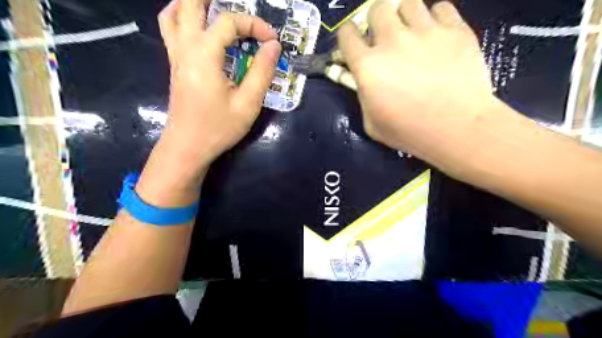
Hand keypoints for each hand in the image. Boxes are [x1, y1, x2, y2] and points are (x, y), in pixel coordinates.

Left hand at [159, 0, 283, 166]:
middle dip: (213, 0)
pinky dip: (181, 16)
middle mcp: (185, 47)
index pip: (229, 22)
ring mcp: (176, 56)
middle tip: (238, 6)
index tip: (272, 41)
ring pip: (173, 13)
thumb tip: (273, 46)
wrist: (187, 147)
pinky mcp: (175, 66)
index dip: (254, 24)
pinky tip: (197, 25)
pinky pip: (170, 29)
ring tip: (215, 9)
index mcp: (204, 55)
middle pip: (189, 3)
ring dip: (193, 4)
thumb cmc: (218, 128)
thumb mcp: (248, 104)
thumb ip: (262, 72)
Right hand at [337, 0, 495, 162]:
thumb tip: (363, 80)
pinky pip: (441, 7)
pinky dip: (436, 18)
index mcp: (368, 66)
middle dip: (376, 20)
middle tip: (385, 36)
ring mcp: (425, 31)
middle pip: (377, 8)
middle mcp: (392, 41)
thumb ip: (362, 96)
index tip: (354, 41)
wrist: (456, 129)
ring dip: (405, 16)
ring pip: (408, 2)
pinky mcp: (455, 29)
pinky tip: (437, 35)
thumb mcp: (372, 123)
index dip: (348, 35)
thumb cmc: (409, 132)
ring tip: (412, 32)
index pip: (347, 33)